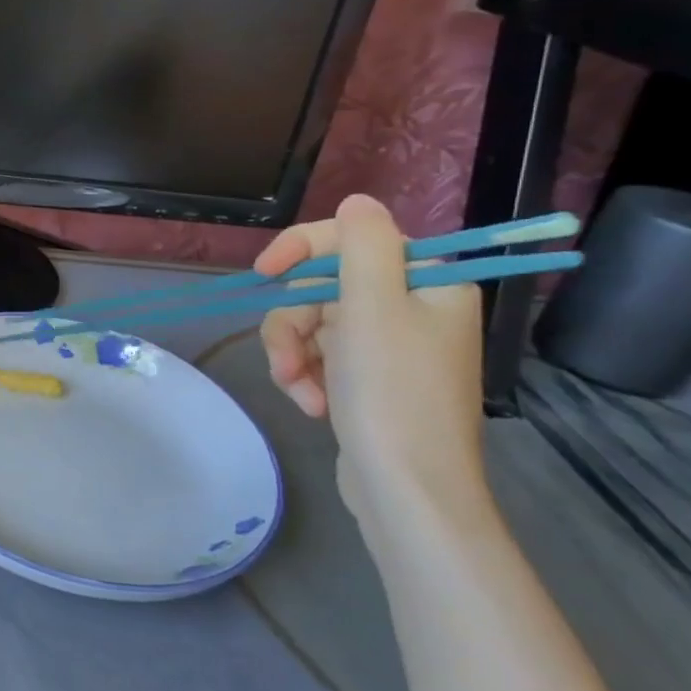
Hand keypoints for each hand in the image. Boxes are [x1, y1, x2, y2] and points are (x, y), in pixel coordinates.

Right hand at [255, 195, 492, 548]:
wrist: (407, 489)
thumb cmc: (391, 393)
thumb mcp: (371, 307)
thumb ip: (362, 245)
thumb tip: (357, 201)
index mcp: (427, 284)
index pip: (352, 239)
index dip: (302, 249)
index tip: (264, 273)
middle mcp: (412, 308)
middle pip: (323, 288)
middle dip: (294, 324)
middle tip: (290, 361)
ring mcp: (388, 346)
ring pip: (312, 324)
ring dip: (294, 356)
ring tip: (300, 391)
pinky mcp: (368, 379)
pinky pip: (320, 356)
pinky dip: (307, 376)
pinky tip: (312, 404)